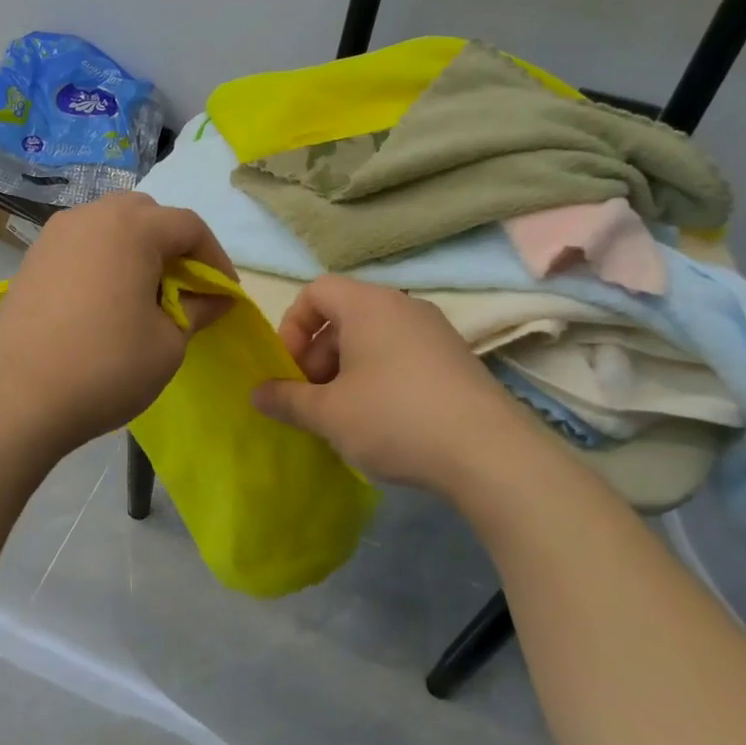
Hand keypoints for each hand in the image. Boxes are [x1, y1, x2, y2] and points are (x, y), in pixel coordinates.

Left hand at [0, 192, 235, 454]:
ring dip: (137, 250)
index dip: (216, 259)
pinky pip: (82, 245)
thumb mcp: (168, 343)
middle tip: (185, 290)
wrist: (15, 397)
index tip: (225, 294)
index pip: (189, 226)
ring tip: (146, 295)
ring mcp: (55, 235)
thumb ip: (198, 310)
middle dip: (174, 247)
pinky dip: (104, 261)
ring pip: (110, 226)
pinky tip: (106, 301)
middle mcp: (91, 216)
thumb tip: (215, 298)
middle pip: (147, 215)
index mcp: (132, 227)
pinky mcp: (32, 259)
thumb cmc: (105, 367)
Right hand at [252, 274, 538, 494]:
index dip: (292, 326)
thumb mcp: (328, 413)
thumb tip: (257, 393)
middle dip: (317, 356)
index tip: (290, 369)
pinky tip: (382, 422)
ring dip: (346, 371)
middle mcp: (404, 306)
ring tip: (343, 416)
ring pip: (373, 339)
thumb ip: (286, 399)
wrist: (488, 453)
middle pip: (344, 316)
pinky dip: (379, 379)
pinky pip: (402, 356)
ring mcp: (435, 332)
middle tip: (311, 399)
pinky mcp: (456, 360)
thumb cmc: (394, 418)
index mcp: (369, 305)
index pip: (316, 291)